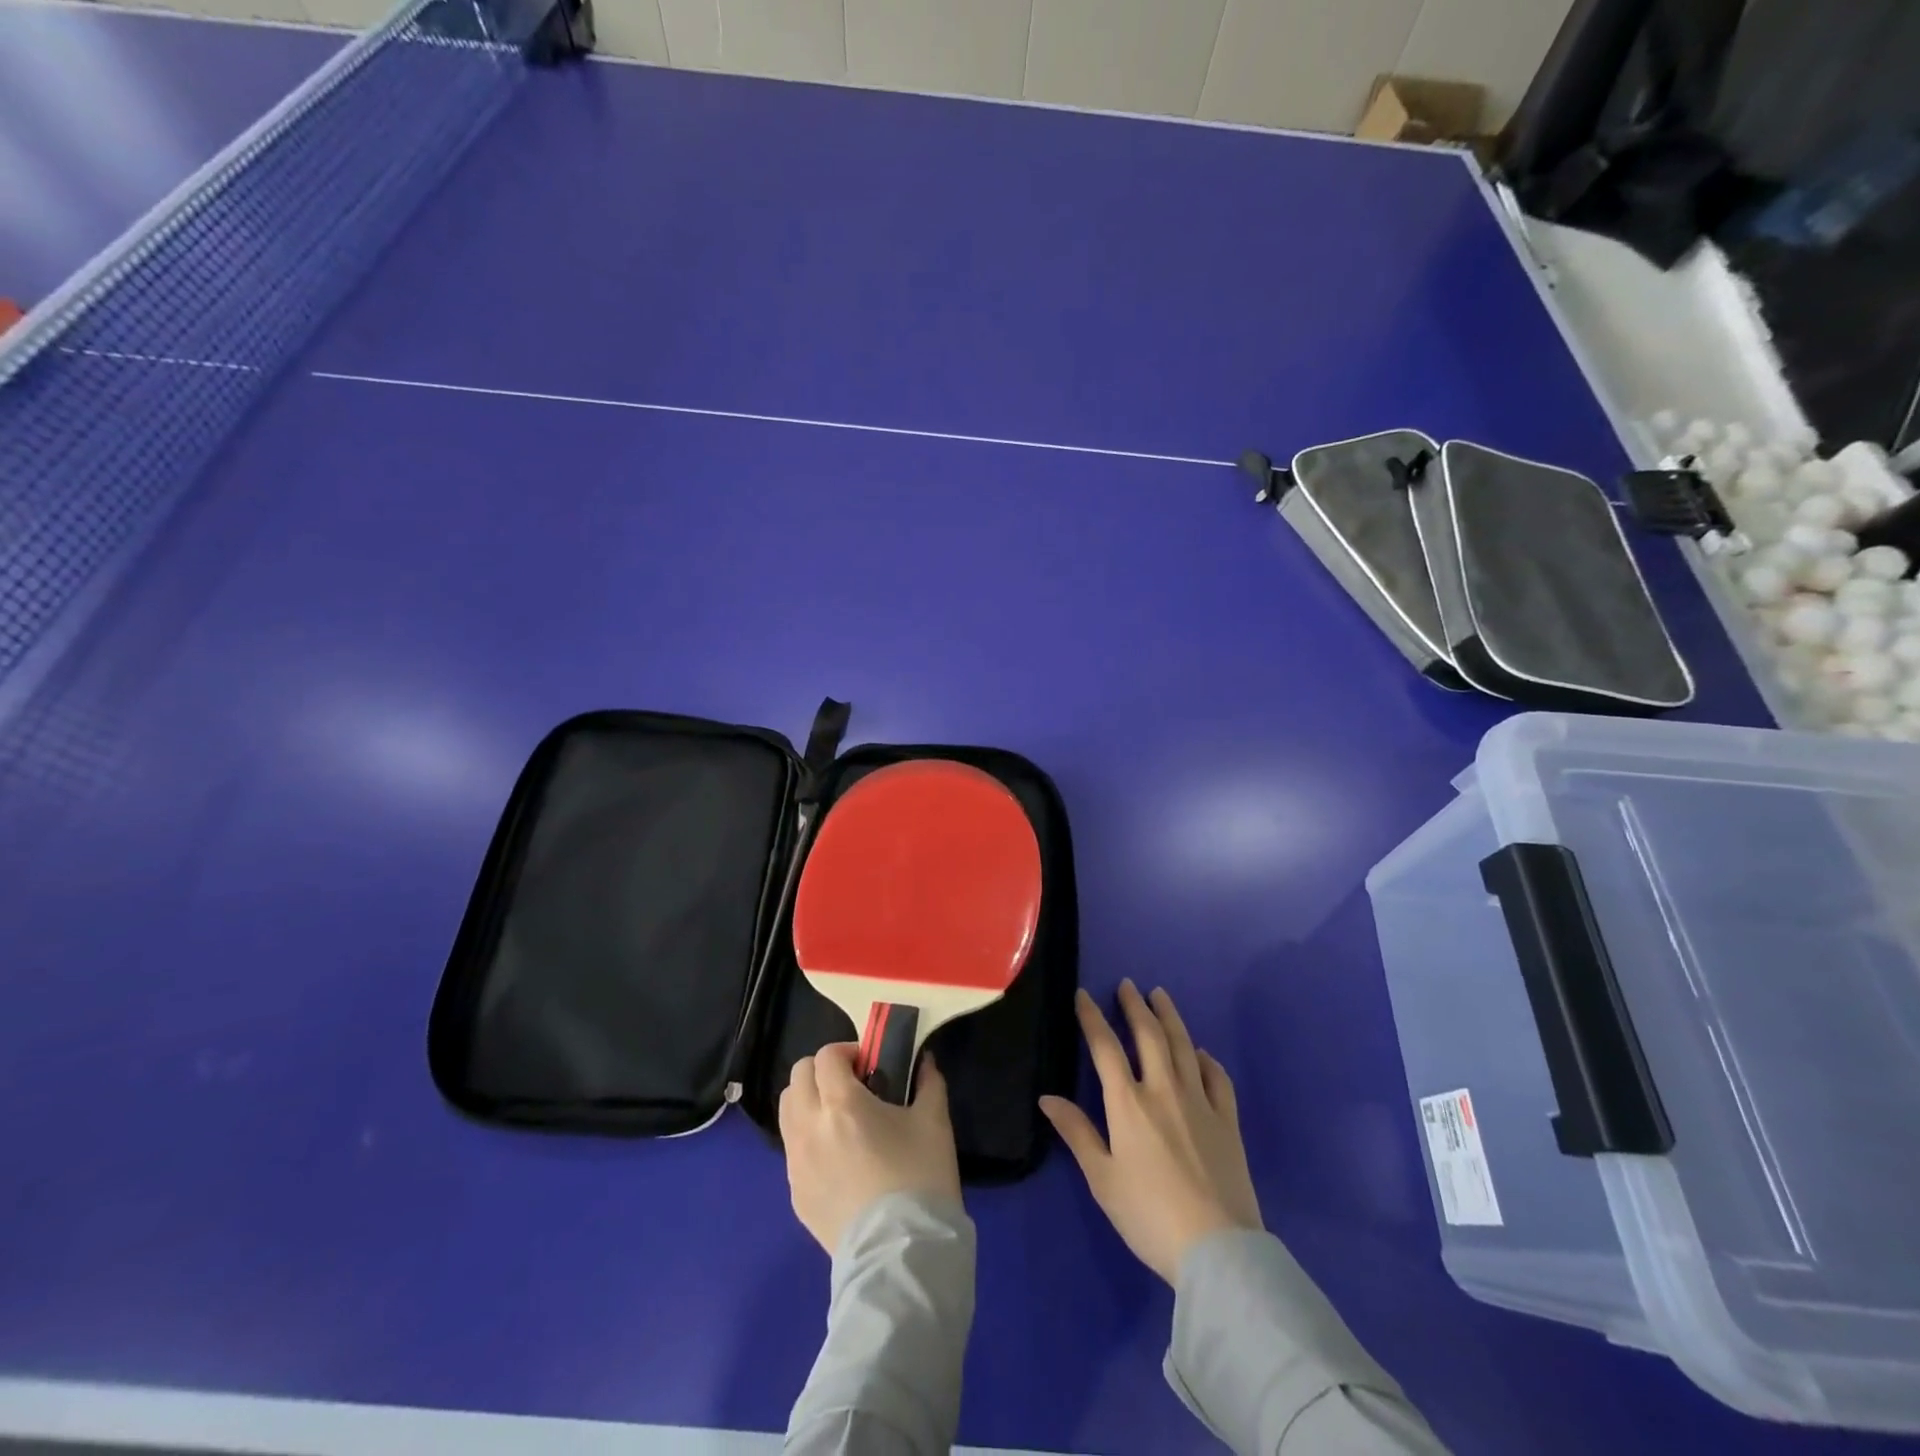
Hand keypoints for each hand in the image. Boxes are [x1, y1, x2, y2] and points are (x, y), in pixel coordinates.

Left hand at [779, 1043, 962, 1254]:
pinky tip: (838, 1157)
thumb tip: (925, 1061)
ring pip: (787, 1111)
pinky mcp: (795, 1195)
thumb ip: (928, 1082)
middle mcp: (809, 1127)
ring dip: (809, 1101)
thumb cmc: (920, 1178)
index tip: (869, 1065)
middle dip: (823, 1072)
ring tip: (840, 1118)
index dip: (846, 1052)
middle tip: (853, 1086)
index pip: (826, 1056)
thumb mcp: (934, 1122)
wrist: (901, 1256)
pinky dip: (808, 1137)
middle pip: (797, 1077)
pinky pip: (793, 1149)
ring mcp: (797, 1163)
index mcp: (841, 1103)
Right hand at [1041, 981, 1261, 1283]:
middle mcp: (1164, 1090)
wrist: (1217, 1249)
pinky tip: (1201, 1053)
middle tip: (1128, 985)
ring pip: (1184, 1047)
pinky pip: (1218, 1078)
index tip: (1084, 995)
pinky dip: (1207, 1059)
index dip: (1092, 1017)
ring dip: (1170, 1018)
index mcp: (1128, 1103)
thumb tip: (1047, 1098)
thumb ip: (1077, 1133)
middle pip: (1149, 1035)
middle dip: (1135, 1006)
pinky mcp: (1228, 1121)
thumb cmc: (1149, 1215)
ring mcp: (1200, 1102)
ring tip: (1161, 996)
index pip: (1105, 1047)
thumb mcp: (1102, 1179)